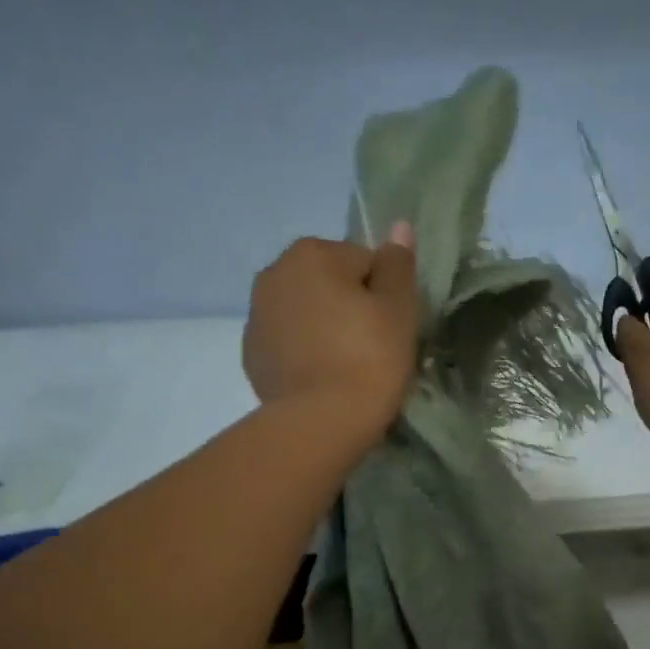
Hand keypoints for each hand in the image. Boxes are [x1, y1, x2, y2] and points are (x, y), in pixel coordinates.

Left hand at [243, 225, 419, 440]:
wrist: (321, 423)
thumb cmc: (369, 359)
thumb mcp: (398, 310)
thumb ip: (398, 265)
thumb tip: (398, 225)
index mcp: (312, 253)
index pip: (363, 262)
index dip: (383, 295)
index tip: (390, 328)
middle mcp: (274, 272)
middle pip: (328, 282)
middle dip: (347, 306)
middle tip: (370, 348)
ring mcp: (256, 315)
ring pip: (304, 312)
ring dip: (323, 328)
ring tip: (345, 367)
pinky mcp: (251, 354)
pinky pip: (287, 342)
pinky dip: (303, 353)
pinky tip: (320, 379)